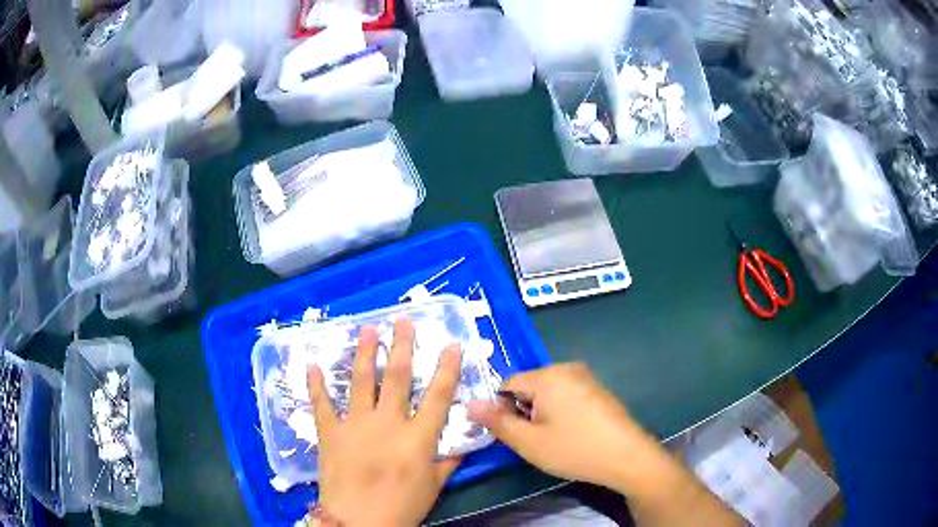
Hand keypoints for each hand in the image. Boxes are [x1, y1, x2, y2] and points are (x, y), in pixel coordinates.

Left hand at [307, 317, 463, 525]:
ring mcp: (355, 425)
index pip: (438, 396)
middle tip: (402, 320)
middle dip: (401, 346)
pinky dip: (315, 384)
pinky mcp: (329, 432)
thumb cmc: (401, 506)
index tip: (450, 343)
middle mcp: (387, 423)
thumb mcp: (433, 487)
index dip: (446, 368)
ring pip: (360, 381)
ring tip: (367, 329)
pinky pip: (321, 404)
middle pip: (396, 378)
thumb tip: (462, 442)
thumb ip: (448, 461)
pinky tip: (311, 363)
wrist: (358, 522)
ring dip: (364, 353)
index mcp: (417, 437)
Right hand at [468, 364, 743, 525]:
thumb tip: (469, 404)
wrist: (627, 456)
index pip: (507, 384)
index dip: (502, 409)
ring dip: (541, 413)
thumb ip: (497, 422)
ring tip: (552, 440)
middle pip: (529, 386)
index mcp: (547, 376)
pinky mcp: (598, 390)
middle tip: (532, 440)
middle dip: (523, 411)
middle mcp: (566, 368)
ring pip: (548, 393)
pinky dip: (560, 412)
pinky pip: (566, 395)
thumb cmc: (574, 449)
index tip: (509, 433)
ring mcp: (586, 377)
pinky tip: (571, 434)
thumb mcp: (529, 442)